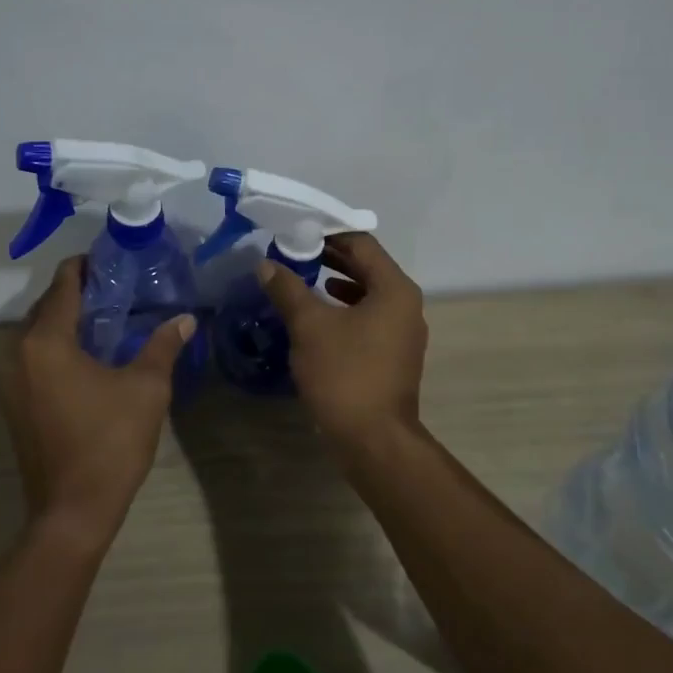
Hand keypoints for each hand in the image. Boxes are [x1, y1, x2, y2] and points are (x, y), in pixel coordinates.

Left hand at [0, 257, 194, 545]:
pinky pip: (34, 359)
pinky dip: (57, 347)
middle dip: (78, 293)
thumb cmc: (110, 442)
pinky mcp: (14, 405)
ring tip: (107, 318)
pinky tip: (88, 356)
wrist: (73, 510)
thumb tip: (186, 318)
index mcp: (46, 341)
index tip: (111, 260)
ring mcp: (10, 382)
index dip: (85, 266)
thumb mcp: (146, 388)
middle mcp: (17, 354)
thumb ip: (163, 345)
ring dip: (66, 321)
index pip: (63, 285)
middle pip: (46, 307)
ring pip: (38, 334)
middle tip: (118, 289)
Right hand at [256, 233, 427, 449]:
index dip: (328, 234)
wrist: (373, 440)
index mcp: (395, 289)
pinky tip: (318, 316)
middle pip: (367, 267)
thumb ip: (288, 289)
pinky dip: (344, 310)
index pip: (362, 244)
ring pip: (367, 294)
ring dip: (335, 284)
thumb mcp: (310, 326)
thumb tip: (266, 264)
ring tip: (301, 279)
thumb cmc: (345, 374)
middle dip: (330, 258)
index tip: (297, 232)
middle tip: (294, 252)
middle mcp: (406, 305)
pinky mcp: (393, 355)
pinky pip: (368, 318)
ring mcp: (403, 332)